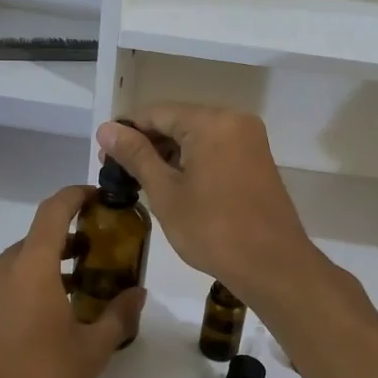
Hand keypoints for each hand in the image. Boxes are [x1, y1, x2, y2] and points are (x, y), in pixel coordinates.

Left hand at [0, 185, 144, 377]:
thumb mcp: (90, 354)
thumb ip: (118, 316)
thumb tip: (138, 293)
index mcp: (30, 269)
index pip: (53, 212)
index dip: (75, 196)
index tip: (95, 198)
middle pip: (34, 242)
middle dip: (63, 245)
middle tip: (93, 262)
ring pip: (12, 268)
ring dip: (39, 272)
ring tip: (66, 298)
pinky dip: (15, 294)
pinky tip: (31, 327)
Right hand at [97, 107, 323, 310]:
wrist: (272, 265)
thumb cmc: (212, 230)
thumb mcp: (166, 193)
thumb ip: (136, 155)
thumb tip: (106, 128)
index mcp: (211, 122)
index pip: (156, 113)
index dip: (126, 131)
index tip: (104, 157)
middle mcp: (234, 120)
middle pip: (179, 120)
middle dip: (148, 144)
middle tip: (120, 174)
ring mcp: (250, 139)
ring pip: (198, 135)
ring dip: (170, 154)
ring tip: (143, 182)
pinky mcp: (257, 159)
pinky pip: (216, 148)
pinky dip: (193, 161)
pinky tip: (176, 185)